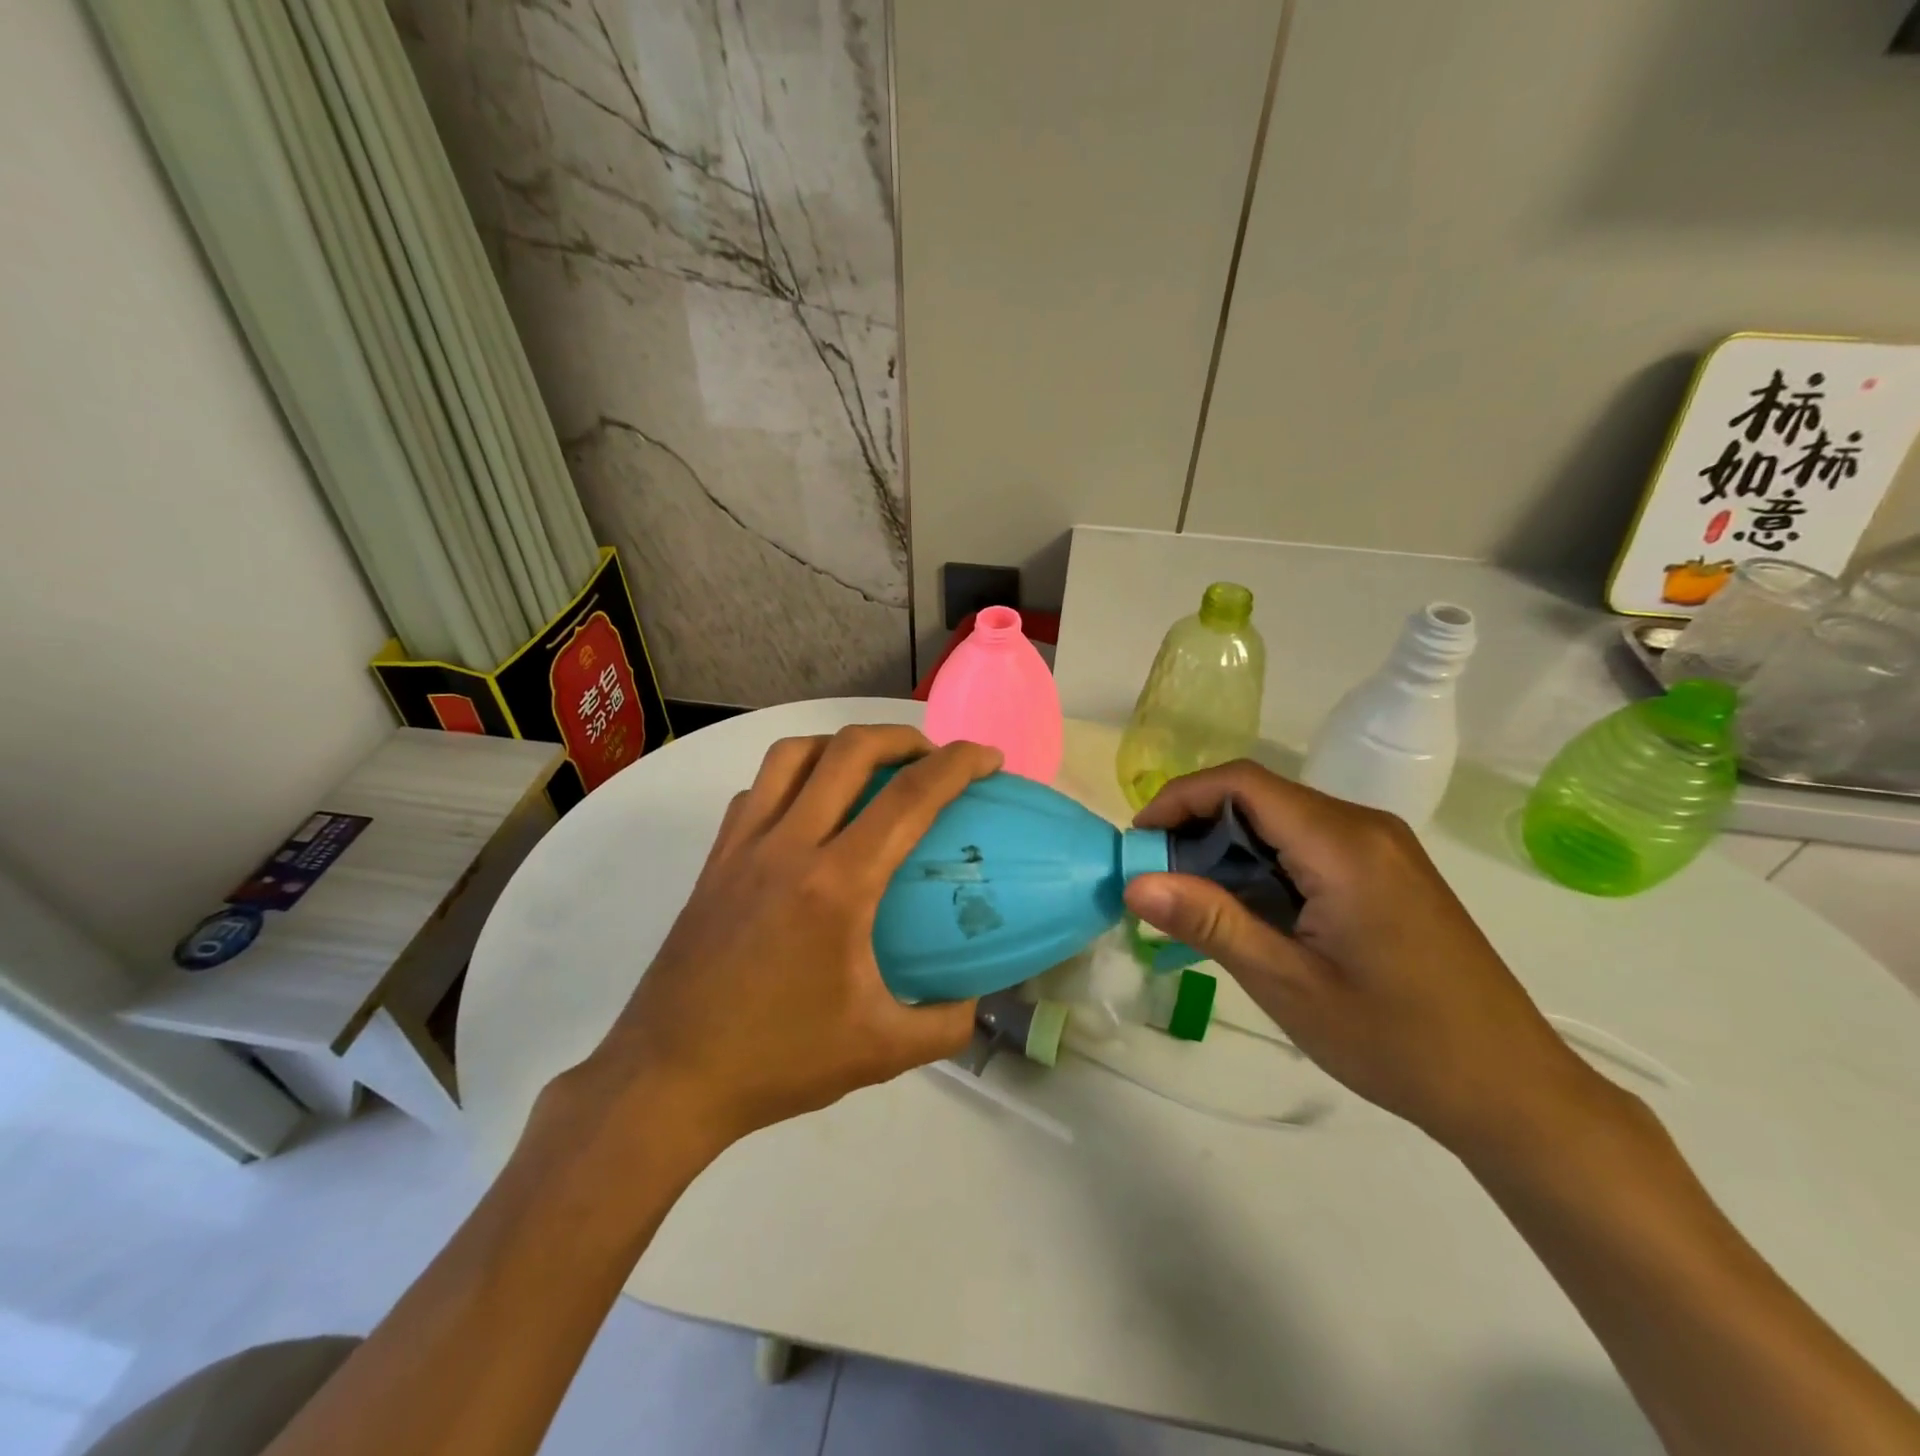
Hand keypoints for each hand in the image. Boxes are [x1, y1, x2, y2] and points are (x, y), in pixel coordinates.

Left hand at [560, 725, 1002, 1159]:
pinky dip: (793, 777)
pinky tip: (809, 811)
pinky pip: (757, 790)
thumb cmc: (778, 1061)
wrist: (669, 1078)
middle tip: (932, 757)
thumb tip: (980, 999)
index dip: (958, 764)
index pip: (910, 797)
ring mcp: (743, 847)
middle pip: (849, 750)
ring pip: (793, 755)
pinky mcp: (714, 860)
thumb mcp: (881, 1052)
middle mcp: (788, 846)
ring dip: (841, 745)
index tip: (989, 758)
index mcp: (837, 885)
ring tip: (870, 769)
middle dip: (903, 737)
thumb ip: (946, 1024)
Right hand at [1124, 761, 1616, 1159]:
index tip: (1139, 842)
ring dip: (1228, 847)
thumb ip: (1210, 922)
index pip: (1241, 783)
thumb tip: (1135, 883)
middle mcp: (1365, 827)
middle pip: (1259, 795)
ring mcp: (1383, 848)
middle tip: (1157, 879)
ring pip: (1282, 819)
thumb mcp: (1289, 985)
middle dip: (1197, 825)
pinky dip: (1263, 863)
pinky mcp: (1388, 871)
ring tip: (1192, 898)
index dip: (1179, 798)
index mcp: (1343, 845)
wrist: (1513, 1090)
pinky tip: (1248, 909)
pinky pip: (1309, 844)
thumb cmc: (1398, 1042)